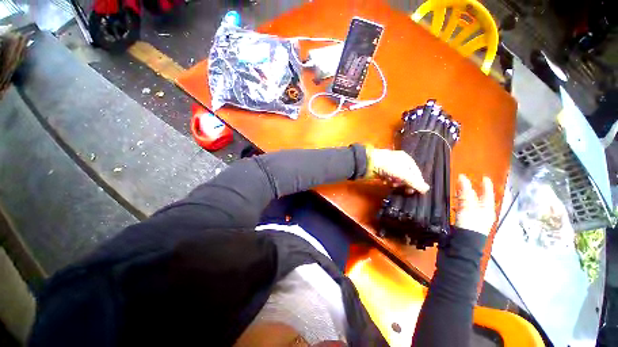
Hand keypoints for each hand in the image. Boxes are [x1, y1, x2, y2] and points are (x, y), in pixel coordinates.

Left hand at [365, 147, 429, 193]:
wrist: (367, 162)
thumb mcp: (403, 174)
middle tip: (405, 191)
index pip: (416, 172)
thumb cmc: (387, 165)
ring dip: (396, 182)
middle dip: (405, 183)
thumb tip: (427, 189)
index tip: (416, 192)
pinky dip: (388, 181)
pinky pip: (388, 177)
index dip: (417, 182)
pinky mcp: (381, 169)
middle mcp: (399, 161)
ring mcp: (389, 165)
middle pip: (406, 175)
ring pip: (397, 177)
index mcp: (406, 159)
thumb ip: (414, 182)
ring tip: (393, 185)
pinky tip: (386, 182)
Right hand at [455, 175, 495, 235]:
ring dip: (464, 196)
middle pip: (477, 198)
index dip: (486, 185)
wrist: (463, 242)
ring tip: (457, 190)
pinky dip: (459, 204)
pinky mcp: (465, 221)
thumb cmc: (470, 224)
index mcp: (487, 208)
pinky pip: (463, 209)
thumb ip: (465, 192)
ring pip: (469, 203)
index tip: (484, 177)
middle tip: (464, 182)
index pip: (487, 194)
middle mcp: (482, 212)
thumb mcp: (468, 206)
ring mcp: (474, 217)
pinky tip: (454, 203)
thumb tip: (462, 177)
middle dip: (471, 190)